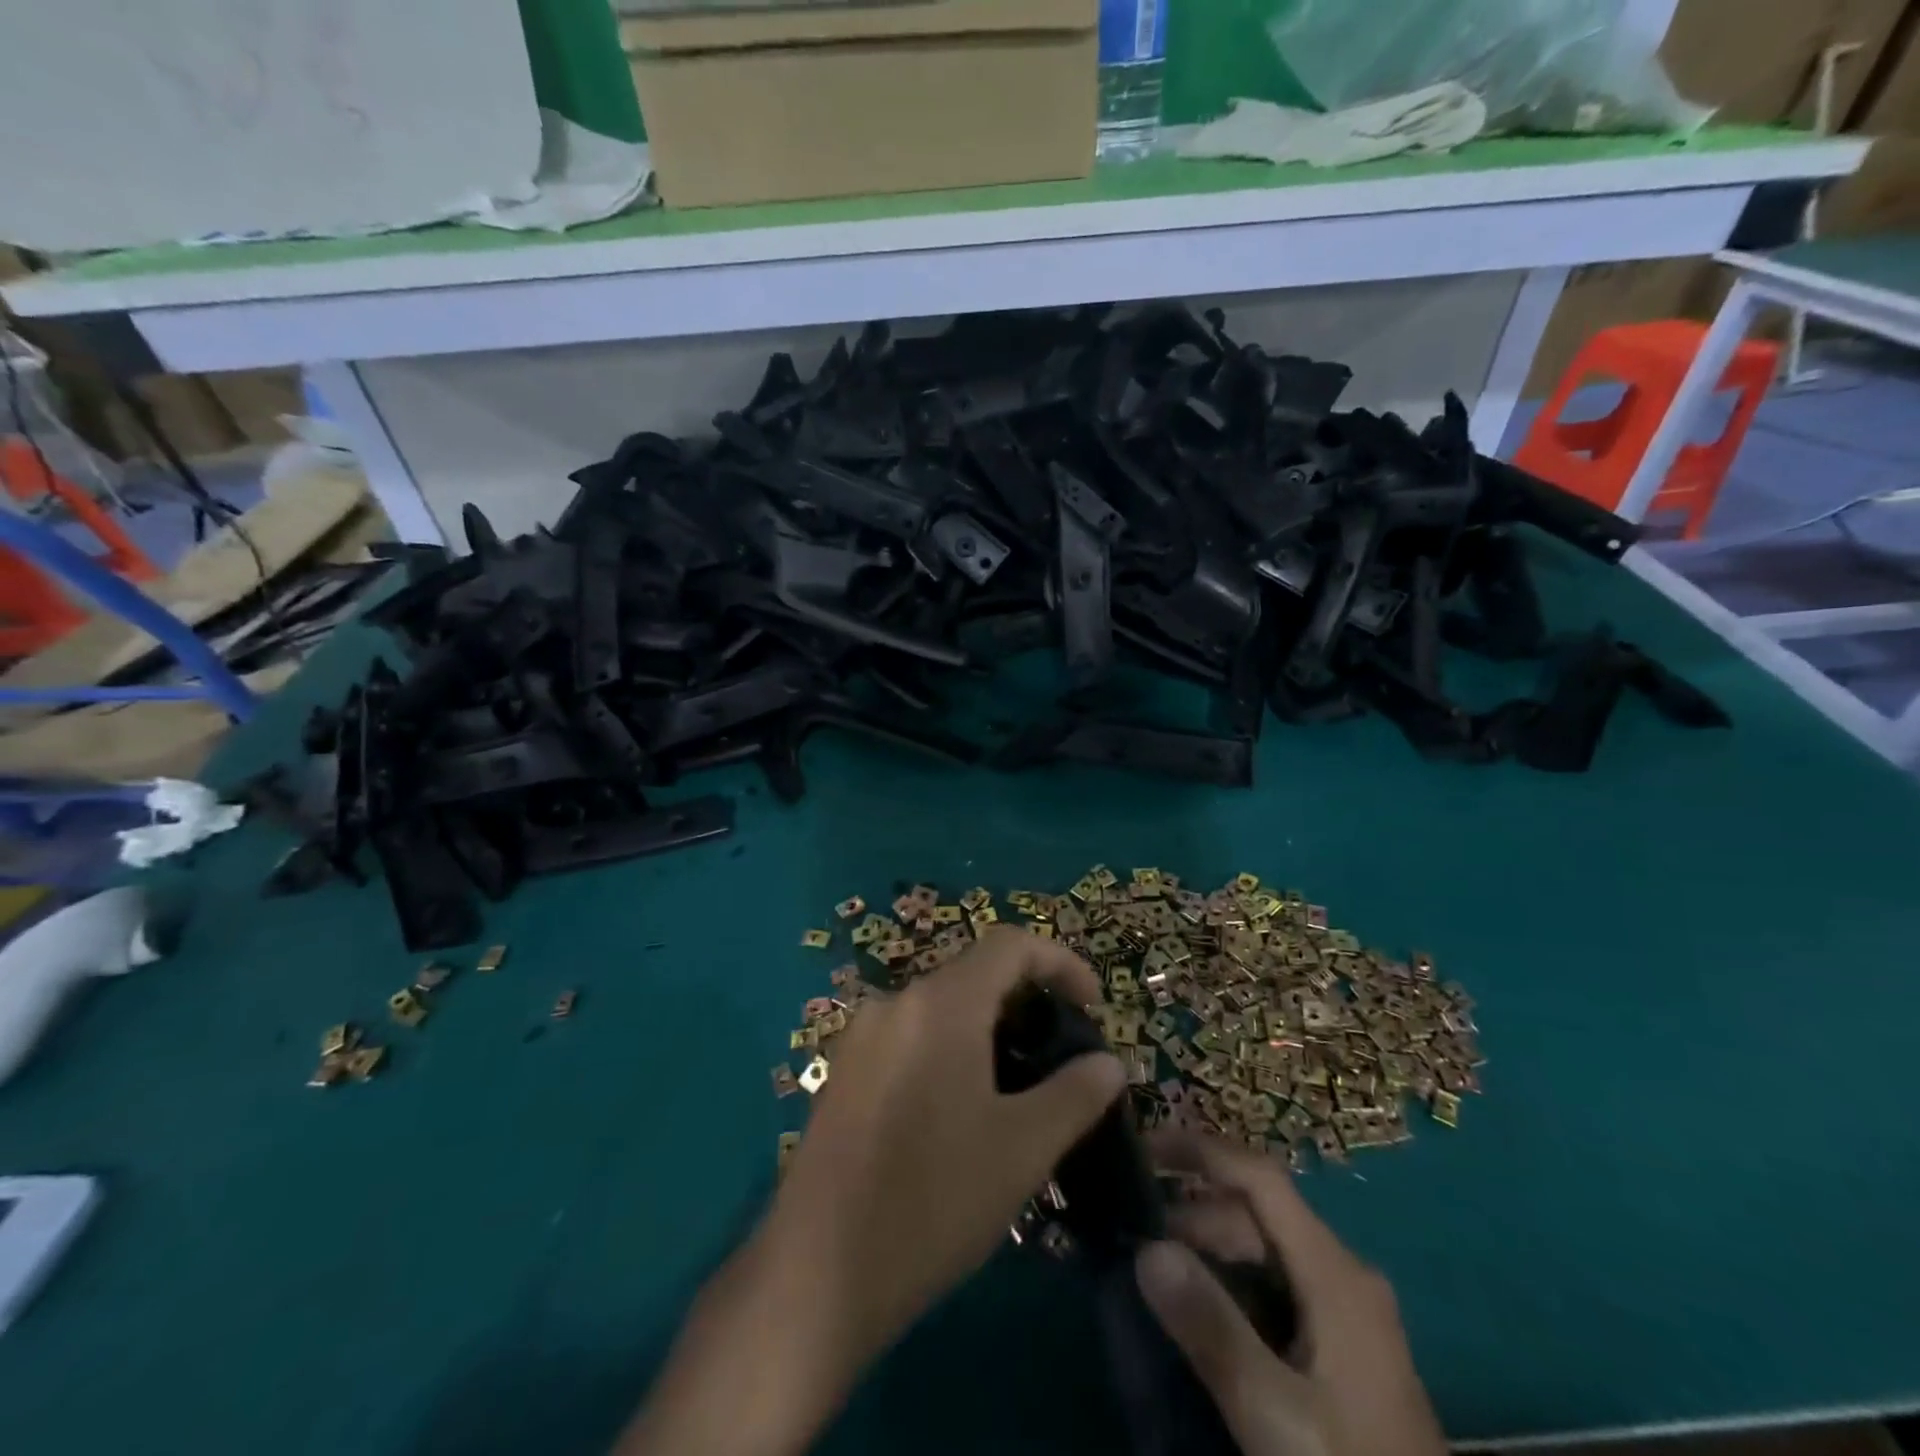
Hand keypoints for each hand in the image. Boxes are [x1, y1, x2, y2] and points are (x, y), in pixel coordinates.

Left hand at [619, 927, 1123, 1455]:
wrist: (818, 1272)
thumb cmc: (934, 1200)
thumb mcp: (1023, 1149)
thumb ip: (1075, 1094)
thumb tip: (1110, 1062)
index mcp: (940, 1004)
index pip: (1010, 944)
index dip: (1060, 962)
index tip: (1094, 1006)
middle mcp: (895, 1002)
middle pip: (973, 974)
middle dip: (1026, 1001)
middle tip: (1060, 1055)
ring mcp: (861, 1036)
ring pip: (940, 1008)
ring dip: (987, 1029)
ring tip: (1018, 1086)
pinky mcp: (843, 1071)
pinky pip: (909, 1036)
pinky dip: (948, 1048)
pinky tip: (960, 1109)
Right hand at [1135, 1129, 1445, 1455]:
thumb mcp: (1274, 1414)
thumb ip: (1212, 1328)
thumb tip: (1147, 1248)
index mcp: (1335, 1272)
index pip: (1260, 1178)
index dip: (1201, 1151)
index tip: (1142, 1149)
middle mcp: (1344, 1275)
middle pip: (1258, 1216)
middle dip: (1194, 1215)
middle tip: (1136, 1240)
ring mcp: (1347, 1312)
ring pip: (1266, 1252)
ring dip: (1210, 1252)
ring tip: (1159, 1277)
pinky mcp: (1343, 1348)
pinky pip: (1276, 1288)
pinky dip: (1232, 1284)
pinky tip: (1203, 1314)